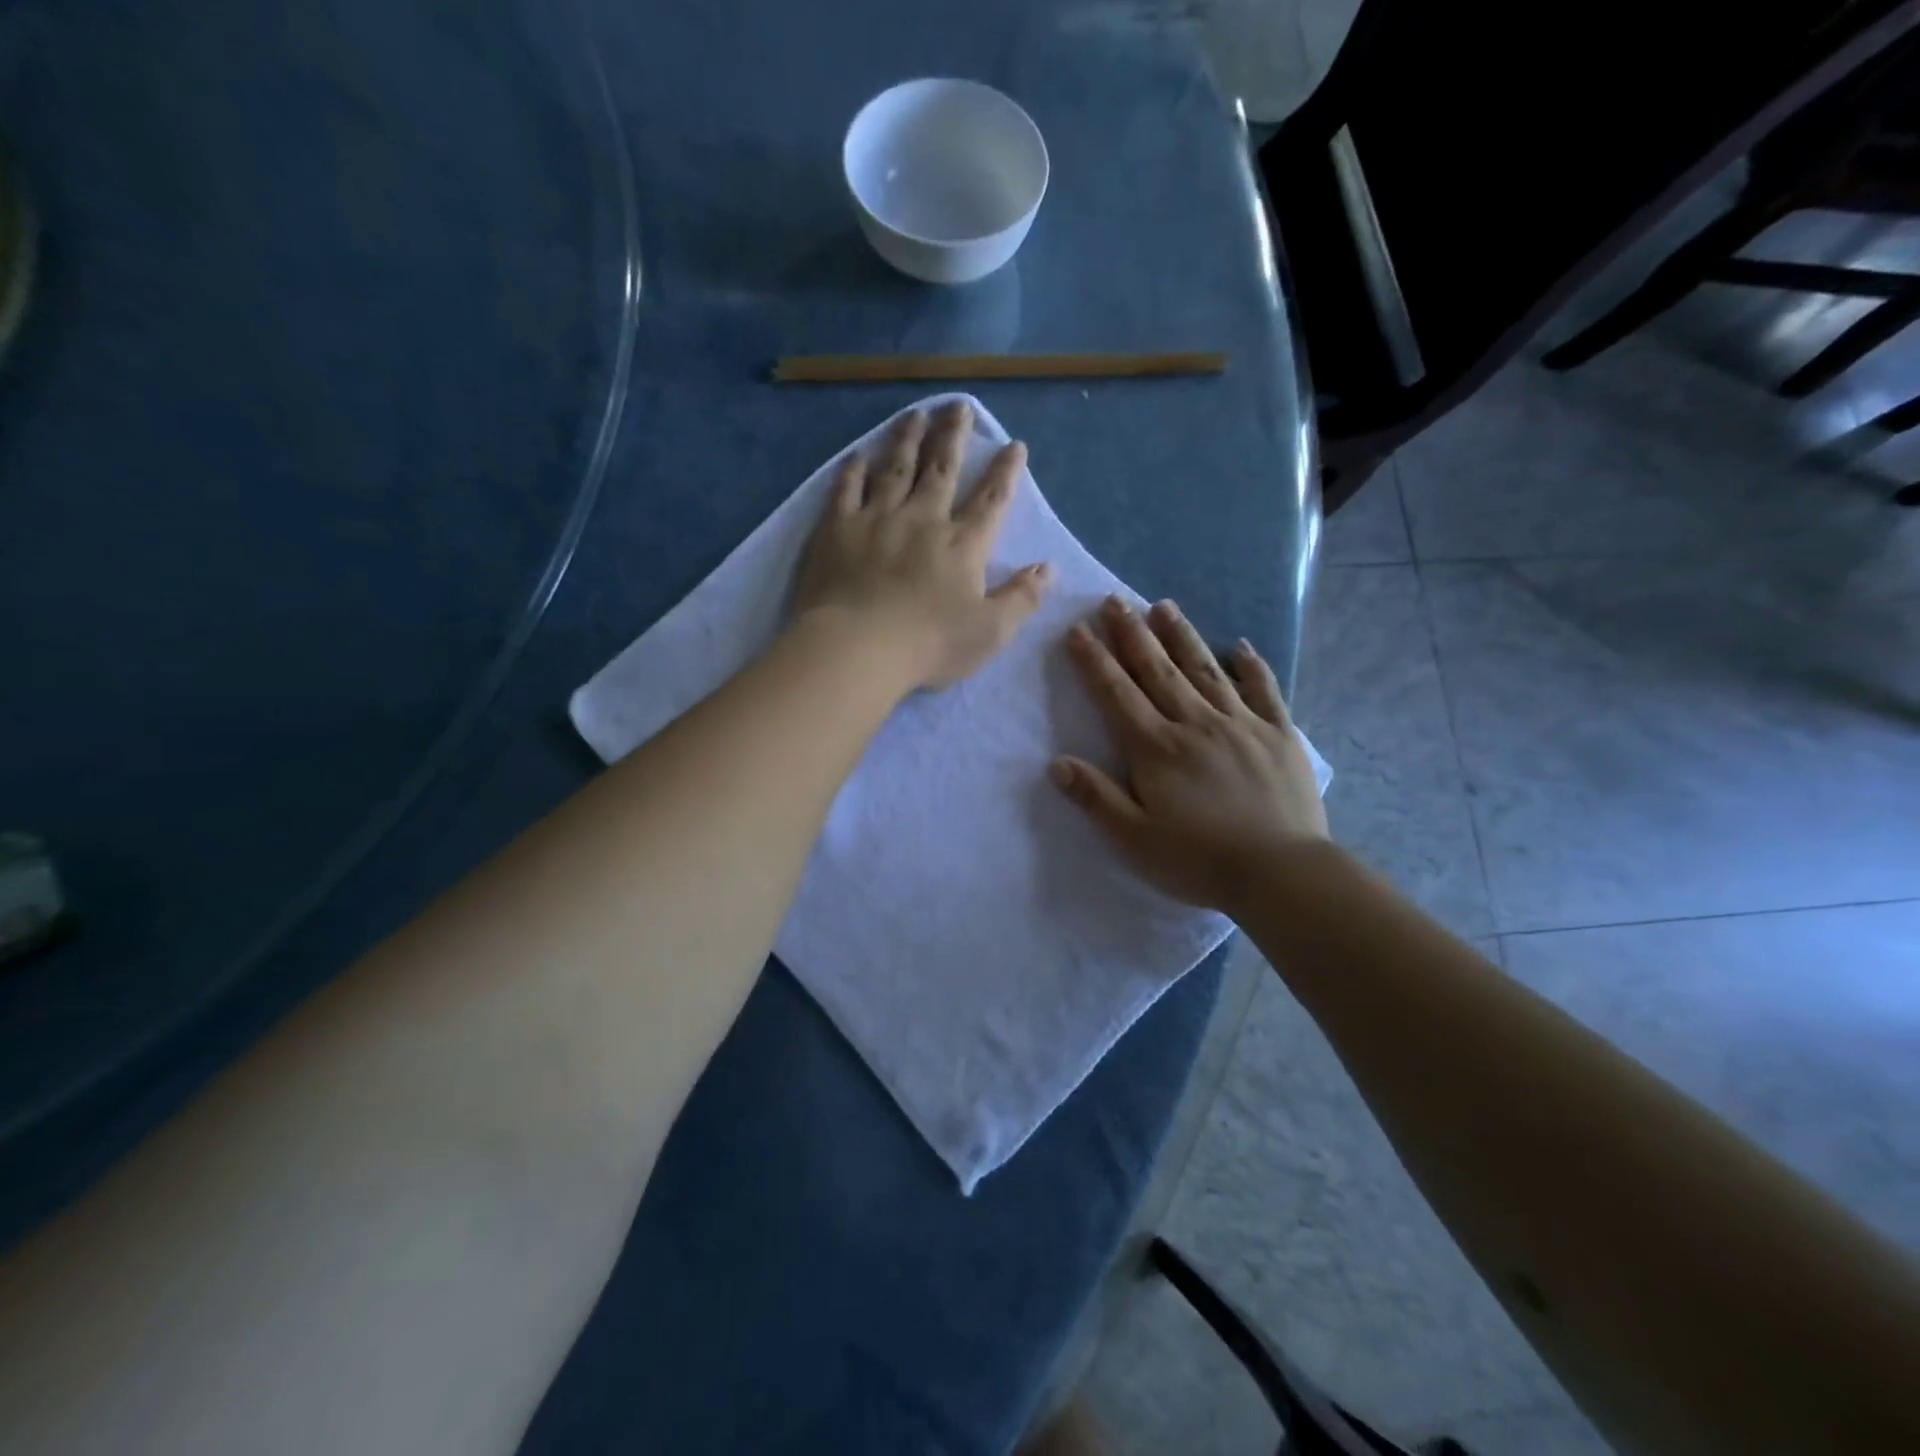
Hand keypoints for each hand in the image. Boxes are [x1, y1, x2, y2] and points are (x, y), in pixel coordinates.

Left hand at [790, 401, 1051, 690]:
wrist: (858, 647)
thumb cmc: (930, 644)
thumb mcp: (991, 630)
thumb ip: (1022, 598)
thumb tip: (1048, 569)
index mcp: (962, 544)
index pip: (990, 500)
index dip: (1005, 472)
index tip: (1014, 445)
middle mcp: (922, 519)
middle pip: (942, 469)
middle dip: (953, 436)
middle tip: (958, 407)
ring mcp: (876, 519)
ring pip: (895, 468)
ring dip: (908, 439)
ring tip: (915, 414)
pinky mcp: (837, 529)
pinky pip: (846, 489)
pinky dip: (854, 469)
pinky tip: (858, 454)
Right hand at [1052, 597, 1328, 911]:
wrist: (1281, 873)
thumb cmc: (1199, 860)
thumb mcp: (1134, 839)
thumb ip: (1096, 798)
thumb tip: (1057, 763)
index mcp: (1157, 749)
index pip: (1117, 694)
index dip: (1095, 661)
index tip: (1078, 630)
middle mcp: (1196, 723)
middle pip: (1158, 670)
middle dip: (1133, 634)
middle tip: (1115, 600)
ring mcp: (1241, 724)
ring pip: (1205, 669)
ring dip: (1182, 636)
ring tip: (1163, 606)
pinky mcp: (1279, 734)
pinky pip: (1263, 690)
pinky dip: (1250, 666)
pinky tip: (1240, 646)